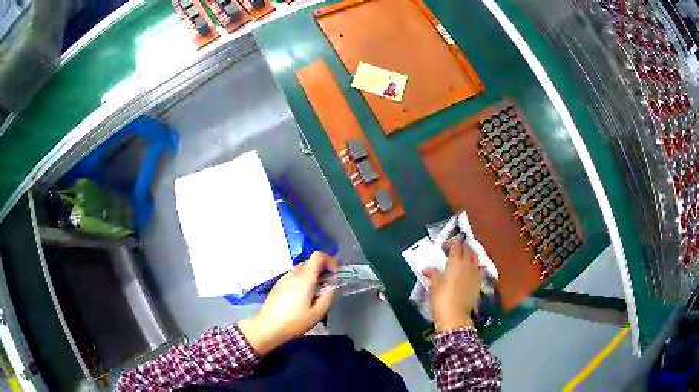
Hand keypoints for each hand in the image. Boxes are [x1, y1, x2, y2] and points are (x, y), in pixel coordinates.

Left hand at [238, 252, 337, 354]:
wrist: (267, 327)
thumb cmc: (294, 322)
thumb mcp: (317, 313)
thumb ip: (328, 296)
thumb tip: (332, 283)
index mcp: (304, 278)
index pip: (318, 256)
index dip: (329, 260)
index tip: (334, 273)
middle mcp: (293, 274)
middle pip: (310, 262)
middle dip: (322, 270)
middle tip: (327, 287)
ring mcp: (284, 278)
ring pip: (302, 270)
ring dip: (312, 277)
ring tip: (315, 295)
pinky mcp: (278, 285)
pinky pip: (294, 277)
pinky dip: (302, 282)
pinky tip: (302, 299)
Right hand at [423, 235, 480, 331]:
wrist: (455, 316)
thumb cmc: (442, 298)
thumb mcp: (434, 285)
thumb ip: (433, 274)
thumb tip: (427, 269)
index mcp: (455, 262)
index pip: (456, 246)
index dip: (452, 242)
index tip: (446, 246)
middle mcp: (467, 265)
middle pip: (468, 250)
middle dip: (462, 247)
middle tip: (454, 250)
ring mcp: (475, 274)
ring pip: (476, 258)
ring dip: (470, 255)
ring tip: (463, 258)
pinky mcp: (479, 283)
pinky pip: (480, 269)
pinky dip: (476, 266)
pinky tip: (472, 270)